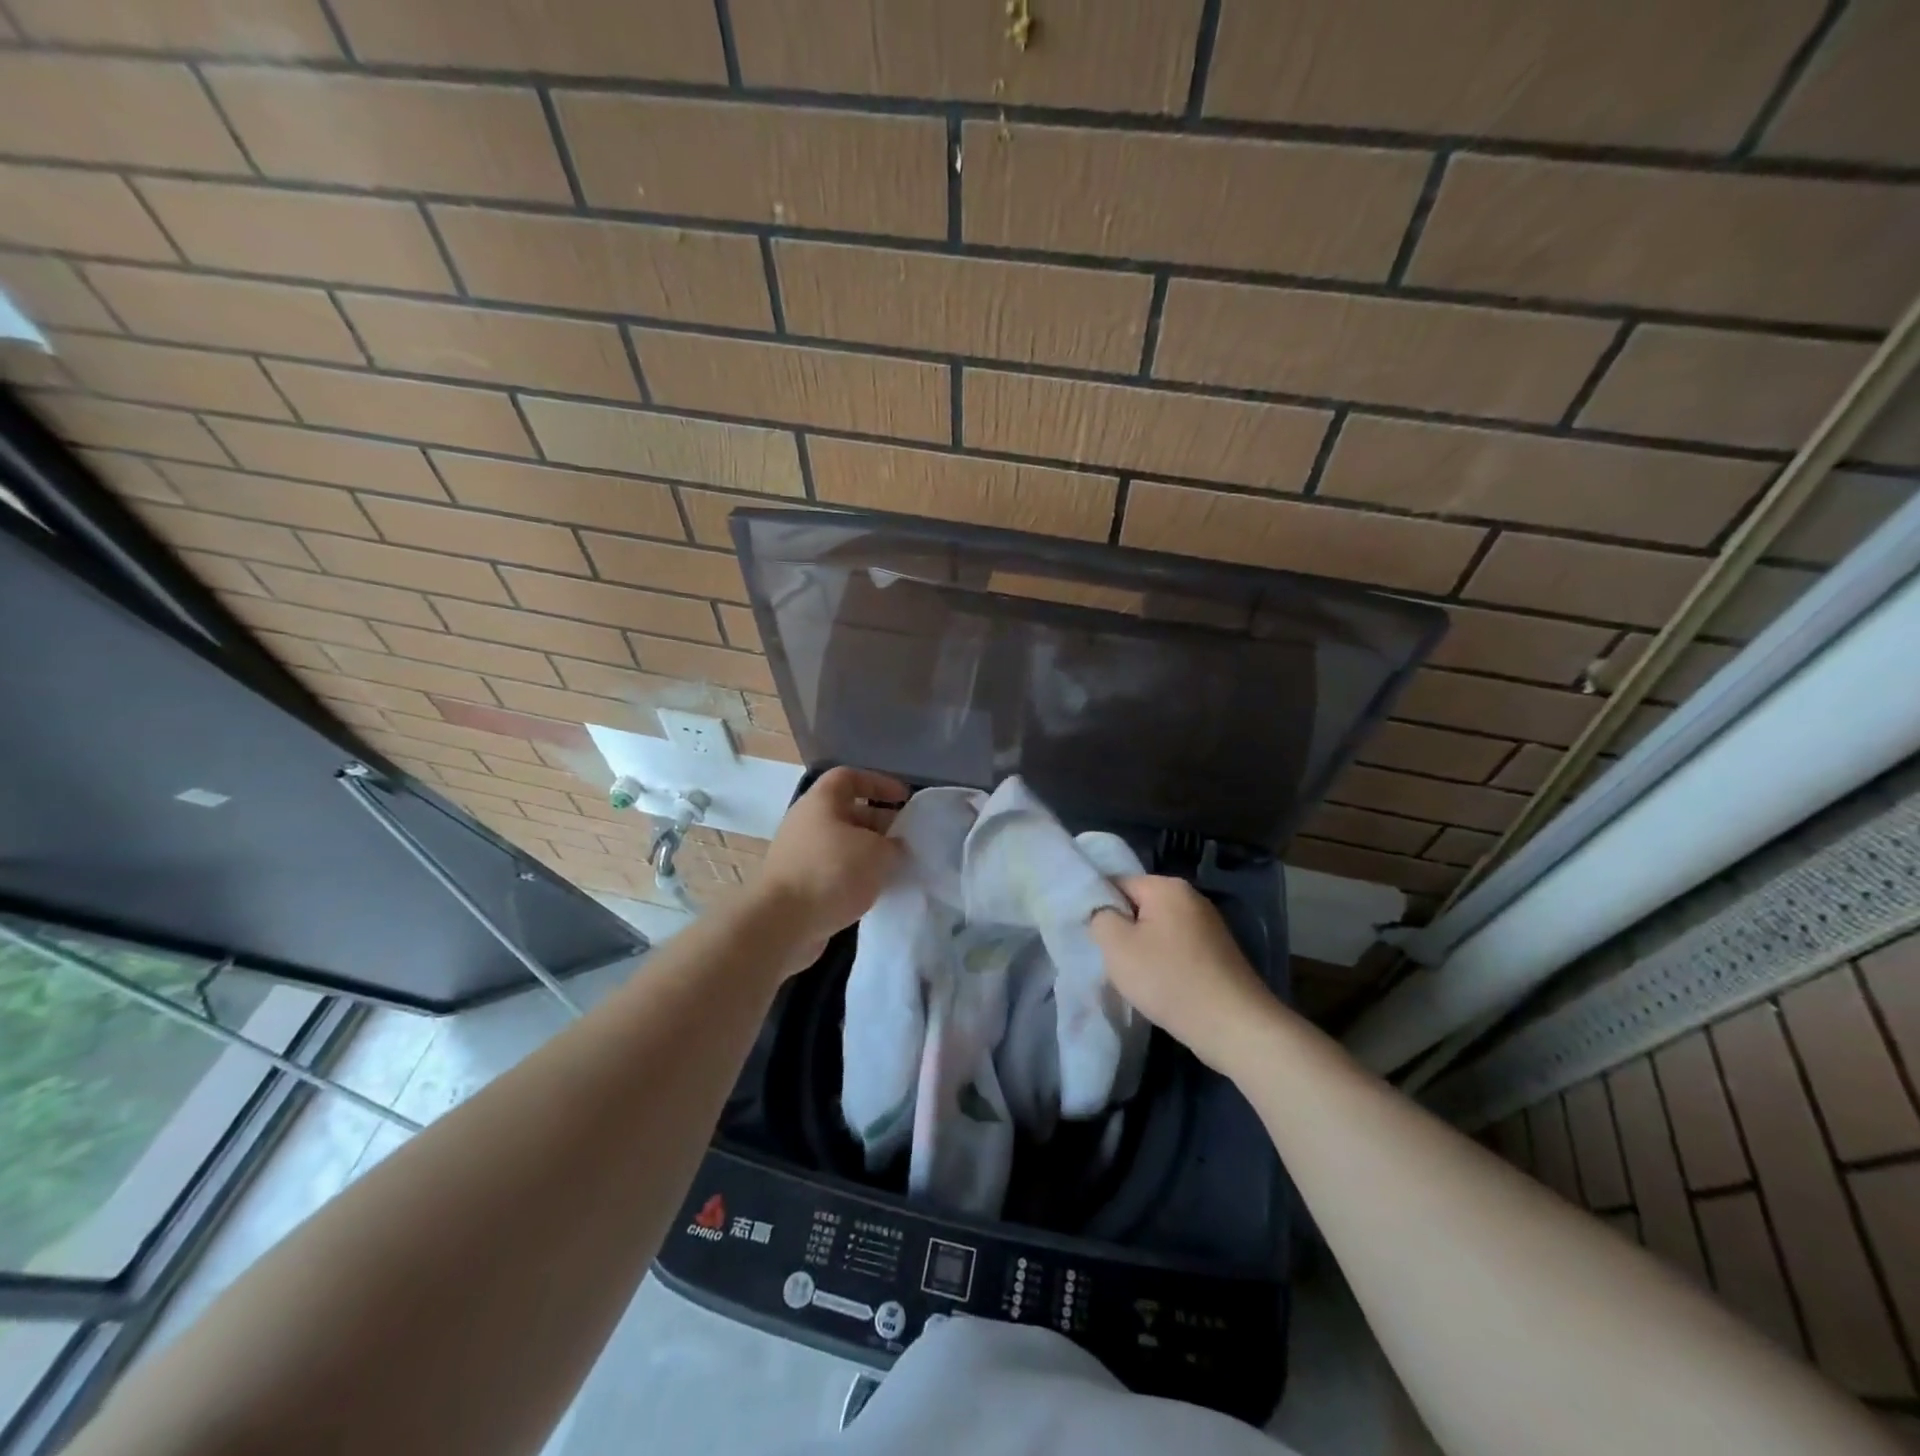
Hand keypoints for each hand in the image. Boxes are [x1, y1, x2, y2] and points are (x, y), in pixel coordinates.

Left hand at [754, 766, 906, 969]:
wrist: (781, 923)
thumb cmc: (831, 872)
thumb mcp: (877, 852)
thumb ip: (893, 845)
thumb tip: (893, 847)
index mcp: (821, 801)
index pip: (850, 777)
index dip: (879, 783)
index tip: (904, 798)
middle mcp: (807, 822)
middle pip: (848, 812)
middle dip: (879, 822)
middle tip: (907, 838)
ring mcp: (800, 854)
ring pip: (842, 844)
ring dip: (869, 853)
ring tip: (895, 866)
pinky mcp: (799, 884)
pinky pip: (834, 870)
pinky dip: (855, 876)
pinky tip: (875, 890)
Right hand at [1090, 875, 1282, 1072]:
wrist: (1233, 1026)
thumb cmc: (1169, 979)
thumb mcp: (1117, 946)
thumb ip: (1100, 918)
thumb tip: (1104, 912)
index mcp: (1167, 887)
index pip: (1118, 883)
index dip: (1101, 908)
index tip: (1094, 938)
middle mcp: (1191, 898)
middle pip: (1139, 905)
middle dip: (1123, 931)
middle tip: (1112, 960)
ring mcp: (1209, 925)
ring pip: (1158, 930)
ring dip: (1143, 950)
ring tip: (1136, 978)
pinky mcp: (1218, 952)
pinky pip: (1178, 948)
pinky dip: (1164, 963)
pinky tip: (1161, 987)